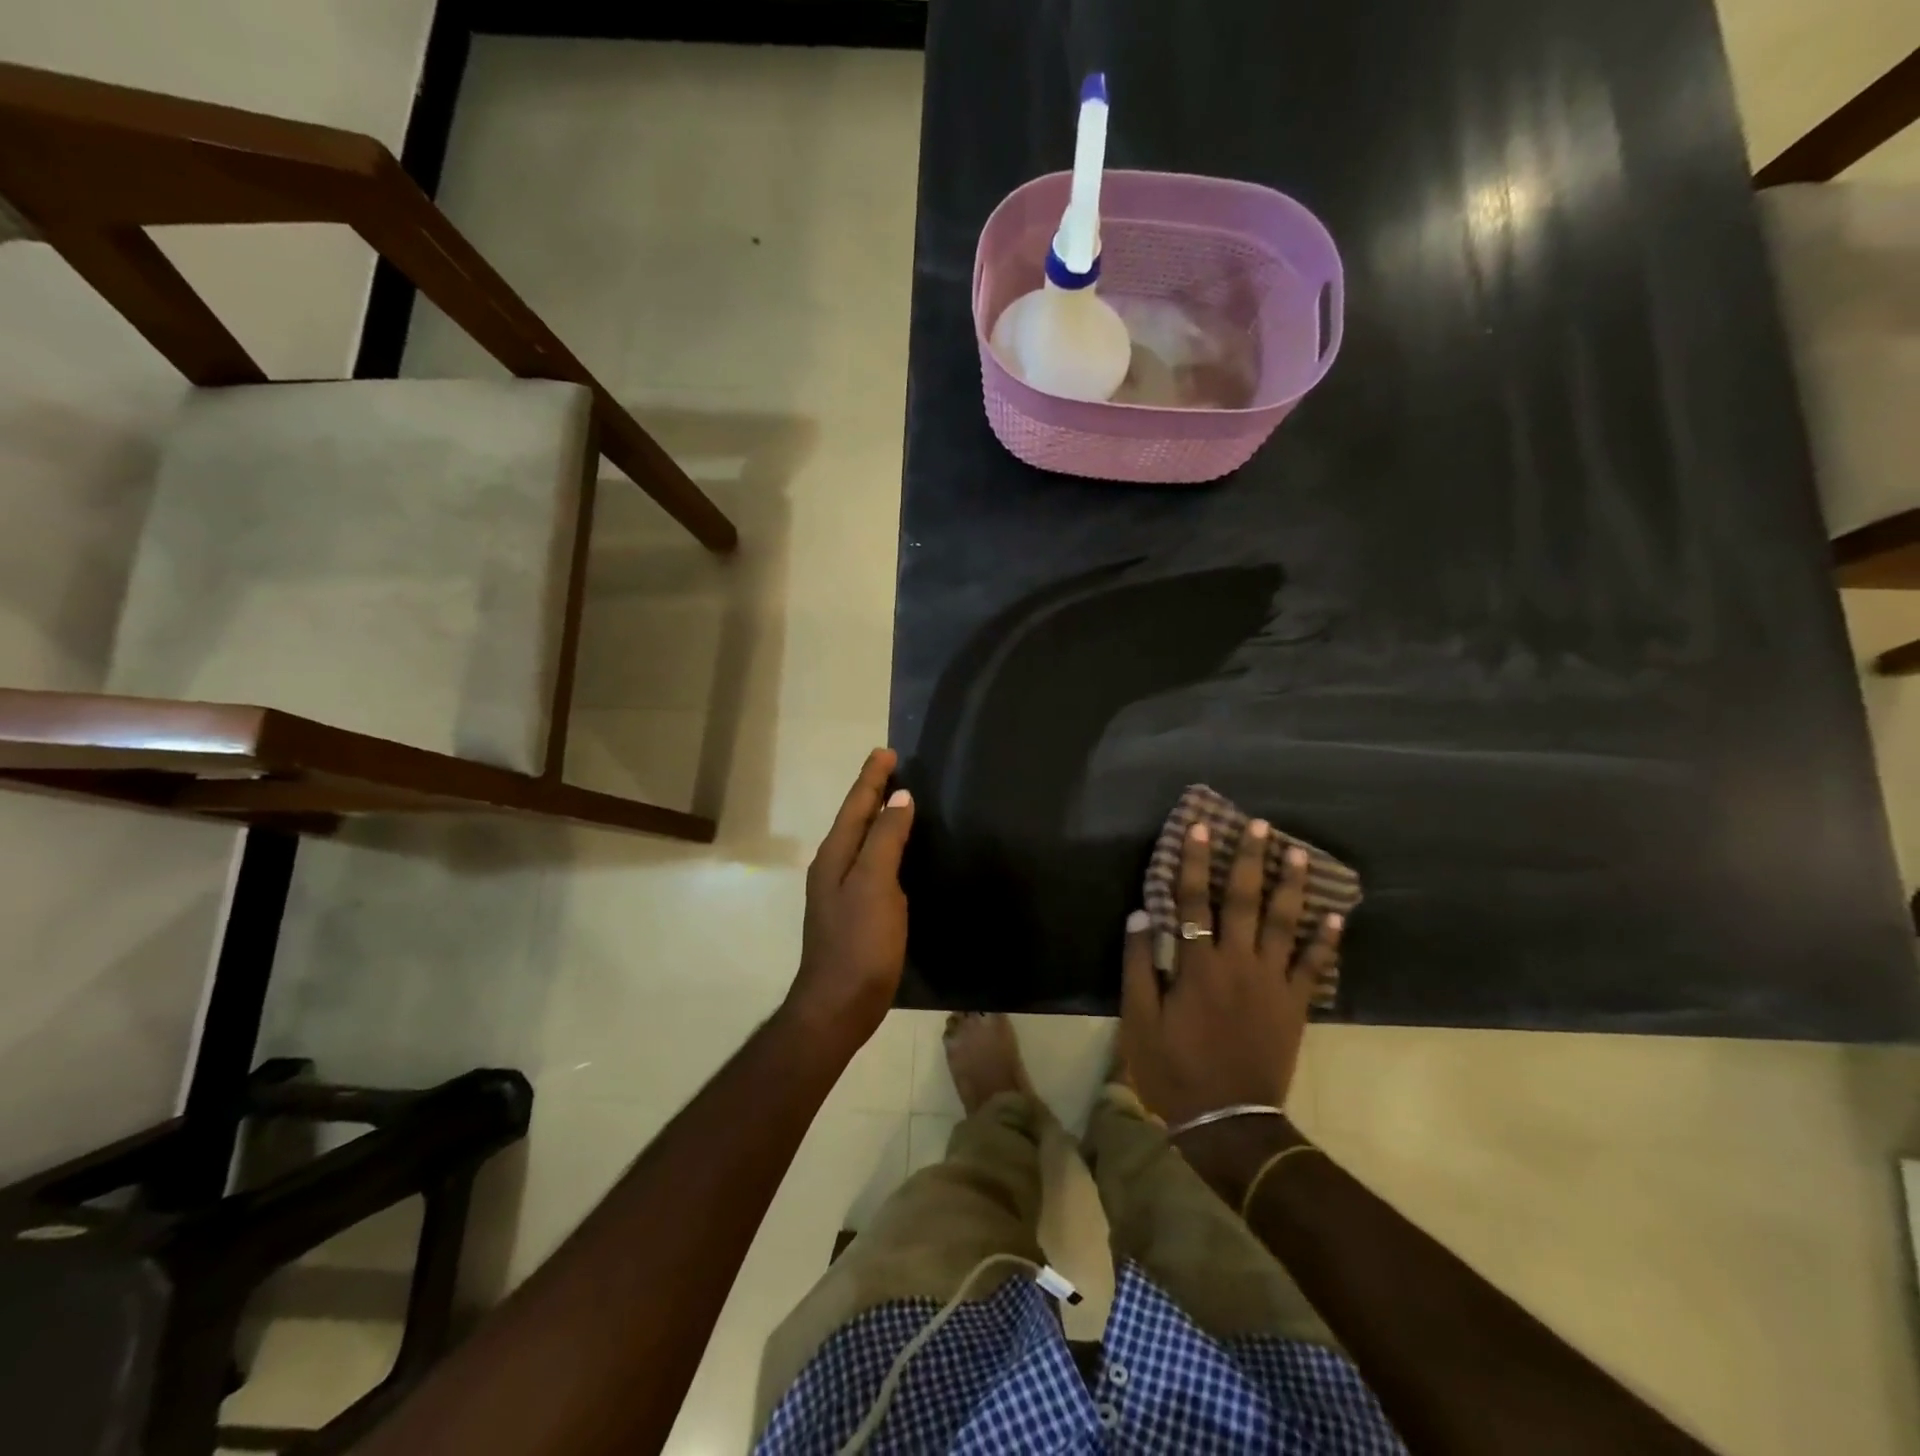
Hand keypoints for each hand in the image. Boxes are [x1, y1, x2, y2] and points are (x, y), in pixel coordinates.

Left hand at [784, 748, 914, 1049]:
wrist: (839, 1004)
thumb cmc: (859, 942)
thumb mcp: (874, 884)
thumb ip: (885, 839)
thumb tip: (899, 798)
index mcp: (835, 856)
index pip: (856, 805)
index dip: (871, 779)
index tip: (887, 752)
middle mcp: (833, 868)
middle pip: (854, 819)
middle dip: (871, 792)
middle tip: (892, 768)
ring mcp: (841, 892)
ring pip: (860, 841)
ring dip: (876, 818)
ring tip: (896, 800)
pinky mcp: (854, 912)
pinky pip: (869, 864)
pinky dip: (882, 847)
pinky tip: (896, 852)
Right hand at [1120, 818, 1342, 1130]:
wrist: (1227, 1120)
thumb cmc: (1174, 1067)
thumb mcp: (1140, 1019)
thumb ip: (1139, 964)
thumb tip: (1140, 915)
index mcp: (1198, 964)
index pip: (1194, 900)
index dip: (1195, 862)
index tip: (1200, 827)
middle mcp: (1238, 963)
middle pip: (1246, 901)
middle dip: (1250, 859)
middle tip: (1260, 825)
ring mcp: (1272, 983)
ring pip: (1285, 925)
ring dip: (1291, 887)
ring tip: (1298, 853)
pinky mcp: (1295, 1006)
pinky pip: (1314, 968)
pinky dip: (1326, 942)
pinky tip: (1335, 917)